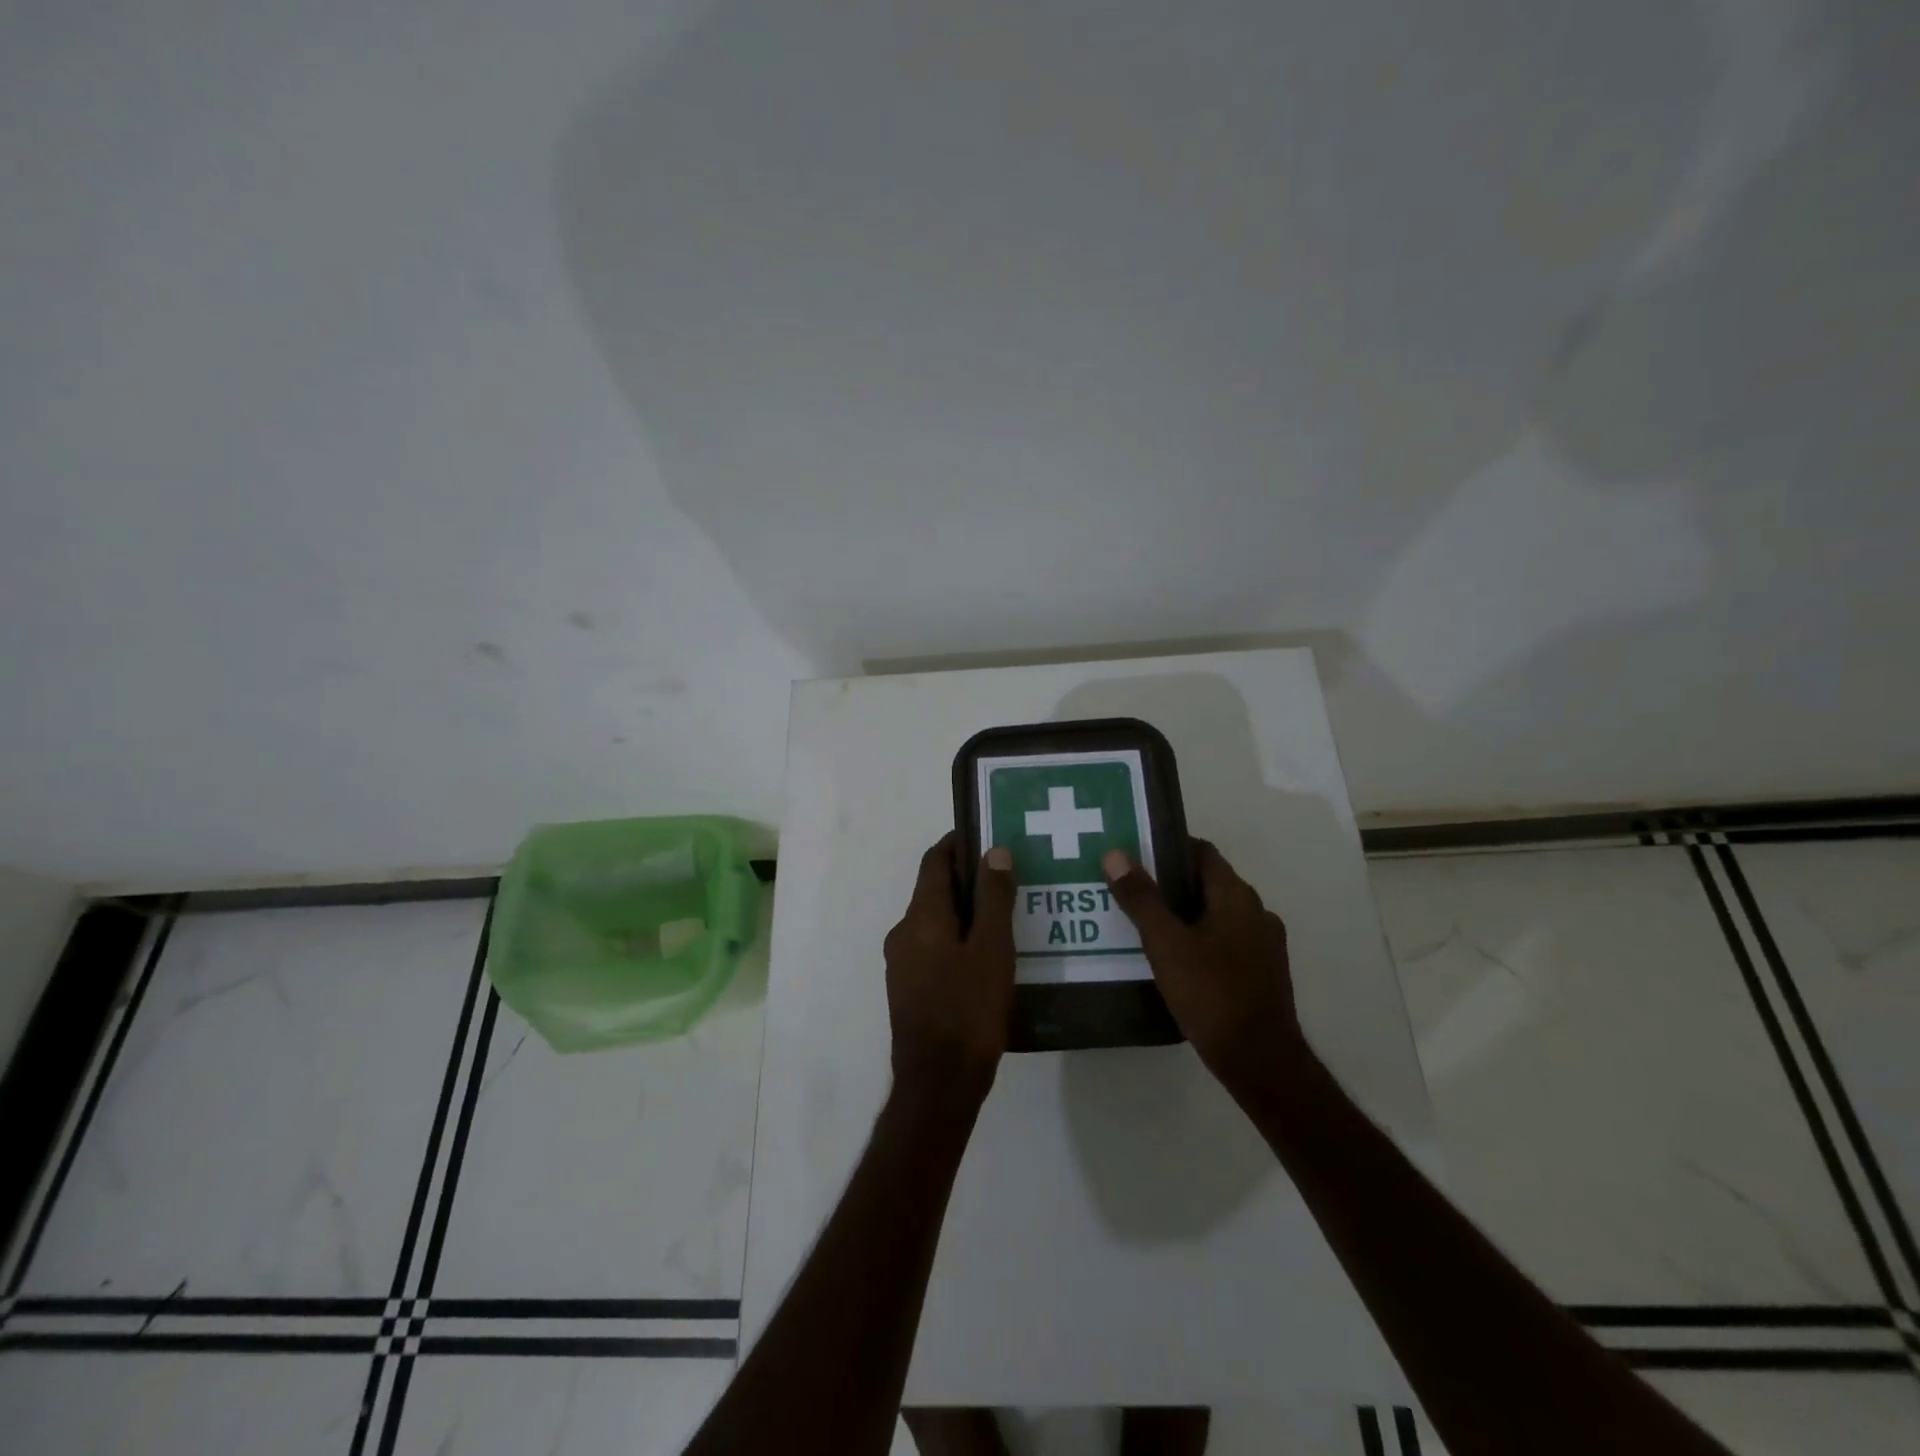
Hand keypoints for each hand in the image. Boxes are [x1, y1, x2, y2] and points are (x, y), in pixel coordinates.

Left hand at [883, 834, 1016, 1112]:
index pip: (935, 861)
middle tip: (1010, 876)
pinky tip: (990, 955)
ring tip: (1007, 914)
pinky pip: (935, 948)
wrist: (938, 1084)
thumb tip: (994, 852)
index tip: (989, 834)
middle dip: (969, 878)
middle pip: (935, 890)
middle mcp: (904, 933)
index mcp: (921, 916)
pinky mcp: (910, 989)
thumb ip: (993, 897)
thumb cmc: (968, 1009)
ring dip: (966, 911)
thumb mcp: (992, 949)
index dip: (959, 843)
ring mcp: (902, 963)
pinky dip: (959, 939)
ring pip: (936, 922)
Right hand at [1102, 839, 1306, 1094]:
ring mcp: (1263, 944)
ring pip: (1216, 914)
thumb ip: (1141, 898)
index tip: (1135, 853)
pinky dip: (1199, 939)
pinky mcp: (1261, 973)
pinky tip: (1173, 959)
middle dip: (1170, 883)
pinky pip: (1225, 941)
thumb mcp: (1166, 944)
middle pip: (1208, 883)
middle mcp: (1256, 912)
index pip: (1202, 852)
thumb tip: (1116, 854)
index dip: (1169, 848)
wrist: (1260, 1061)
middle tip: (1129, 889)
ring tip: (1144, 924)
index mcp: (1236, 896)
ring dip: (1184, 913)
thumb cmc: (1212, 994)